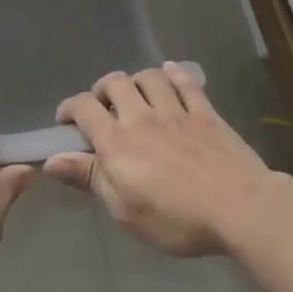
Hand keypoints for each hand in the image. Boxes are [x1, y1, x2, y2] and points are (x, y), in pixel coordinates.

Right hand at [45, 64, 270, 256]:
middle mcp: (142, 116)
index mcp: (117, 141)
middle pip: (115, 83)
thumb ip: (88, 177)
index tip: (66, 122)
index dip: (69, 108)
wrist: (240, 209)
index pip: (83, 108)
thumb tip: (51, 160)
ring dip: (136, 80)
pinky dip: (174, 74)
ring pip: (149, 77)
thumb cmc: (176, 218)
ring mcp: (176, 111)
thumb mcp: (124, 209)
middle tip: (103, 107)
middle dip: (102, 89)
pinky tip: (169, 73)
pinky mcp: (206, 113)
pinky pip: (186, 83)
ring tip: (135, 94)